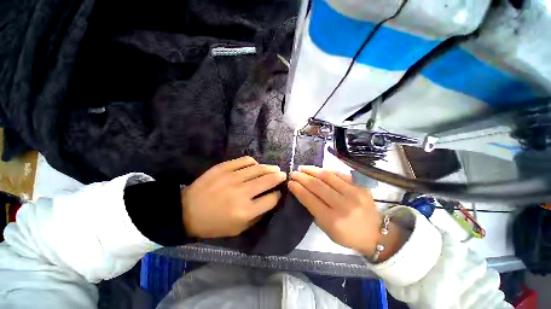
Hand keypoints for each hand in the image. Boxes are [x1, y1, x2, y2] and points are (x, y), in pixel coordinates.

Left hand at [181, 156, 286, 238]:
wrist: (185, 211)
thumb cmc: (213, 224)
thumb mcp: (237, 229)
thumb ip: (257, 216)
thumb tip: (270, 201)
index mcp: (245, 211)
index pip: (271, 199)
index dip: (278, 195)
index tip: (279, 193)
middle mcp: (242, 193)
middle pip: (268, 180)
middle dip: (279, 177)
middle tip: (284, 175)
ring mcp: (232, 177)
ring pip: (259, 169)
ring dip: (270, 168)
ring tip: (275, 168)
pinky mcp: (224, 167)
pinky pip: (245, 161)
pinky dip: (254, 162)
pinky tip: (256, 165)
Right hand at [289, 166, 392, 256]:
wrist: (376, 233)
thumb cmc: (347, 235)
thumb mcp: (326, 229)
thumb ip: (314, 210)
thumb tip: (302, 191)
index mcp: (333, 220)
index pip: (310, 199)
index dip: (298, 189)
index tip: (290, 183)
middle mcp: (343, 205)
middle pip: (317, 185)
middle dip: (302, 177)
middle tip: (293, 173)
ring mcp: (354, 193)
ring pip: (327, 176)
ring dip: (312, 170)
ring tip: (302, 168)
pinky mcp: (360, 186)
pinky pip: (339, 174)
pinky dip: (326, 170)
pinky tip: (318, 170)